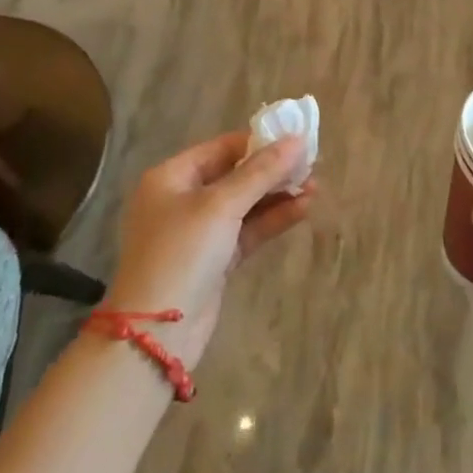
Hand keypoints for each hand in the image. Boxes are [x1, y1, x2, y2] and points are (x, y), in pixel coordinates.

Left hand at [106, 132, 313, 370]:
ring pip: (245, 204)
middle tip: (312, 164)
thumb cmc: (182, 253)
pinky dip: (272, 219)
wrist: (156, 333)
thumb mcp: (221, 206)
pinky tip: (303, 209)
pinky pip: (247, 230)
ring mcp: (198, 232)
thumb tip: (297, 139)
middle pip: (235, 175)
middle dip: (273, 170)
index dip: (259, 142)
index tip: (296, 139)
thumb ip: (261, 172)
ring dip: (277, 195)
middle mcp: (182, 199)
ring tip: (315, 186)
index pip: (222, 148)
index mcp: (171, 177)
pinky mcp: (214, 259)